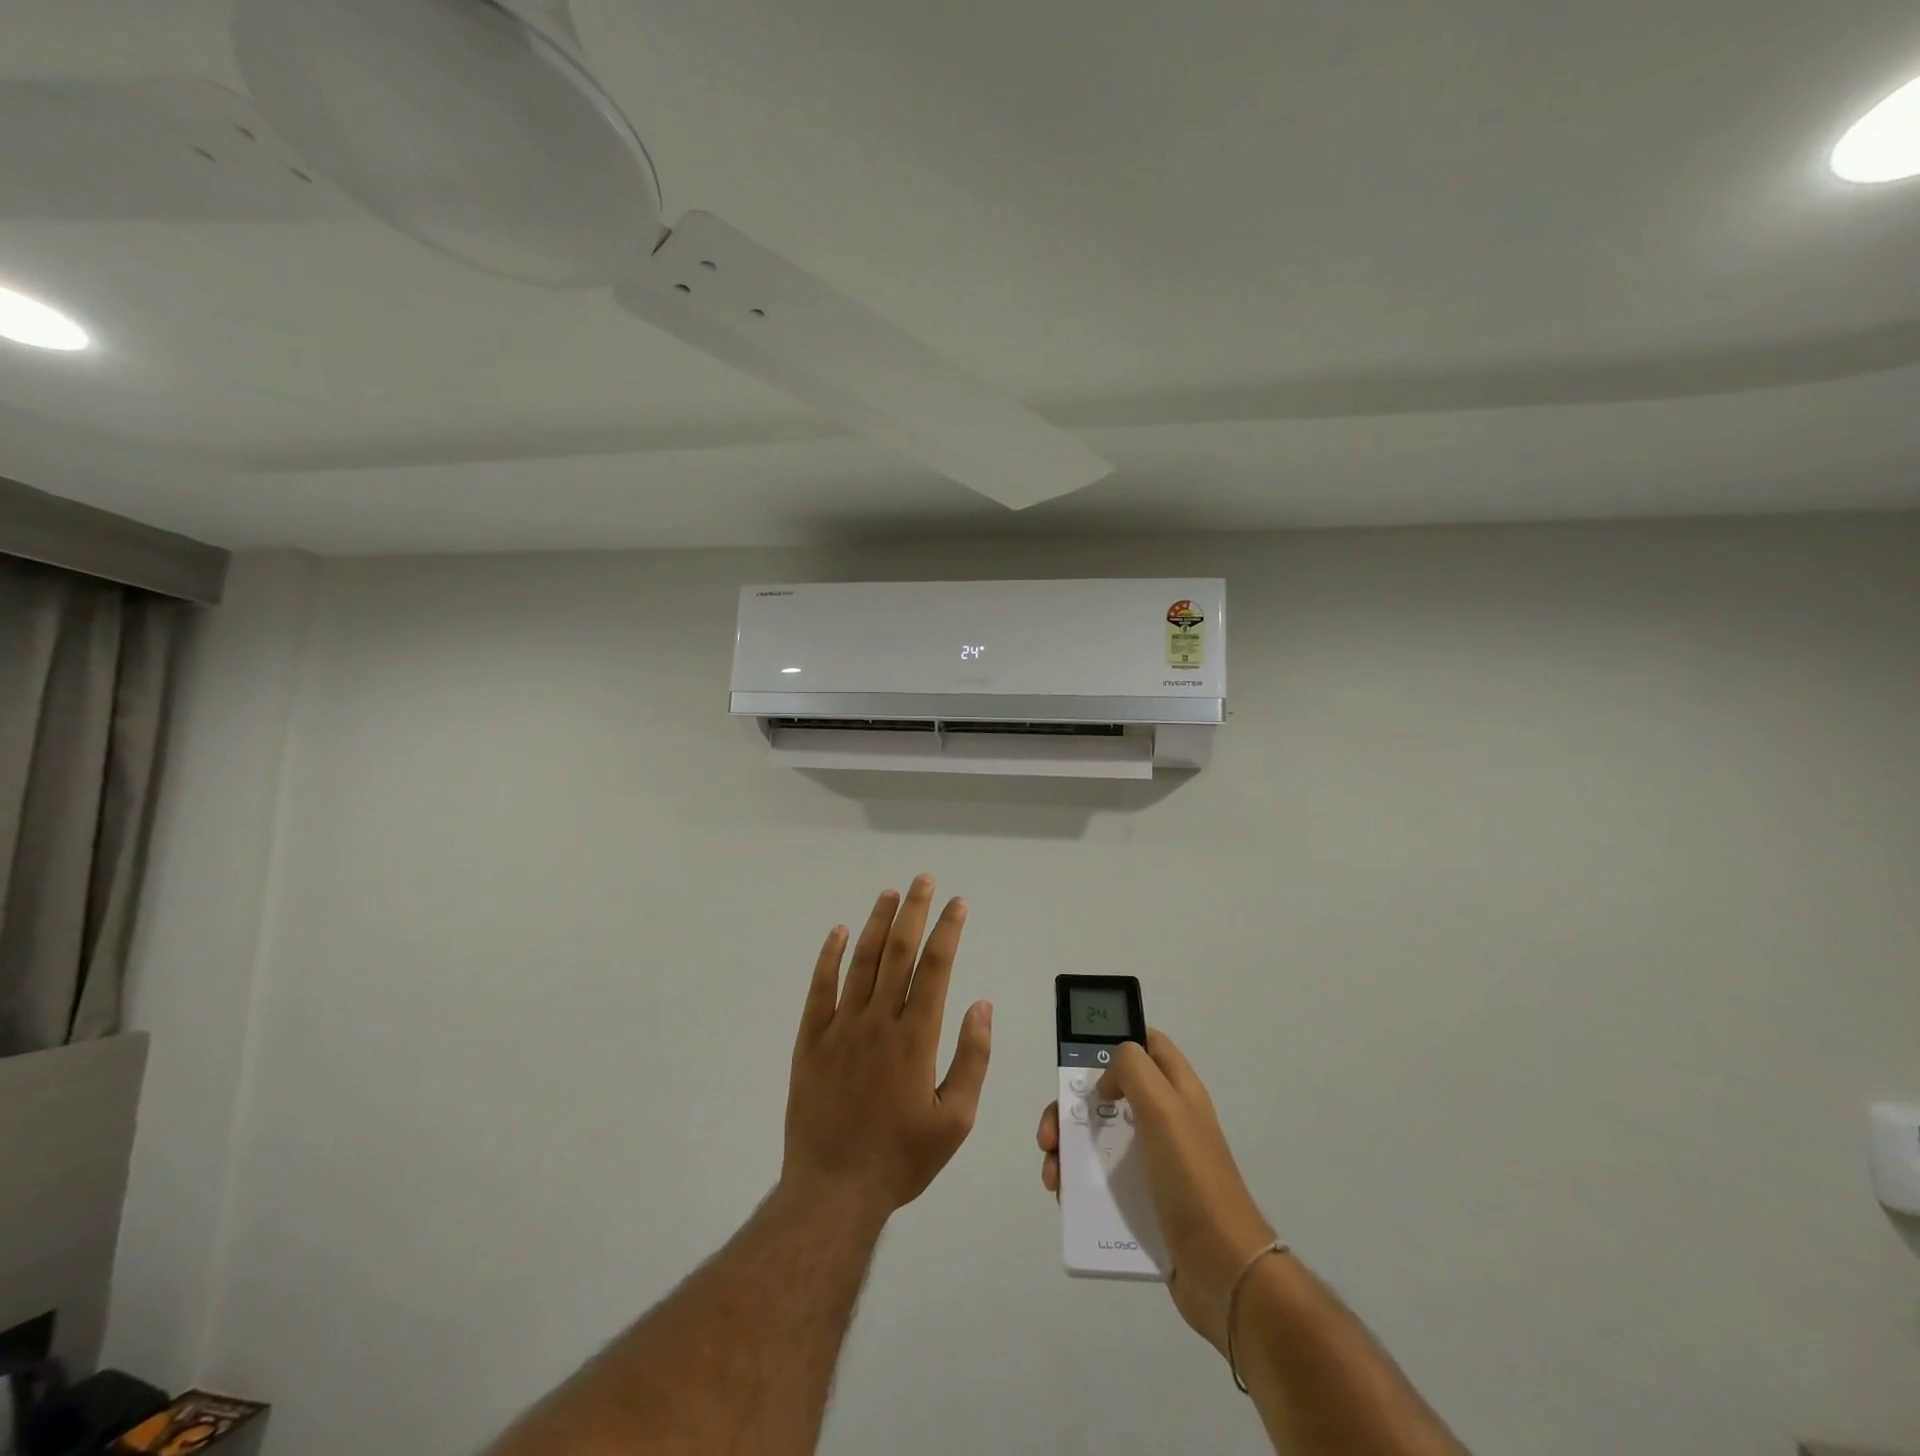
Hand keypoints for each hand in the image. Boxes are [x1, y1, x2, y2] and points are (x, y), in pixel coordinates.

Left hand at [784, 876, 992, 1220]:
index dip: (948, 930)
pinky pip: (819, 989)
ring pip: (860, 962)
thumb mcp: (955, 1120)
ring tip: (890, 894)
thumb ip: (972, 1059)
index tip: (957, 903)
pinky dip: (828, 957)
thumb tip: (981, 1005)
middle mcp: (879, 1021)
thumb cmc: (901, 1158)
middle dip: (914, 912)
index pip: (936, 968)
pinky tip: (837, 932)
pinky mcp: (810, 1041)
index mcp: (916, 1037)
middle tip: (923, 880)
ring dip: (876, 924)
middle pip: (899, 953)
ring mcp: (840, 1028)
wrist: (834, 1191)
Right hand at [1037, 1030, 1272, 1352]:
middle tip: (1051, 1129)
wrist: (1222, 1270)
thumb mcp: (1164, 1108)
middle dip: (1072, 1104)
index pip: (1148, 1044)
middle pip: (1110, 1092)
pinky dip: (1076, 1181)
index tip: (1080, 1057)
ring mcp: (1154, 1162)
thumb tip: (1106, 1079)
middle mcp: (1165, 1120)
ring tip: (1053, 1171)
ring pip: (1099, 1136)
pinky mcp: (1143, 1201)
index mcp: (1177, 1090)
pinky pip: (1101, 1179)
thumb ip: (1133, 1070)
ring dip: (1067, 1146)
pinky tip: (1063, 1196)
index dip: (1116, 1039)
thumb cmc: (1192, 1179)